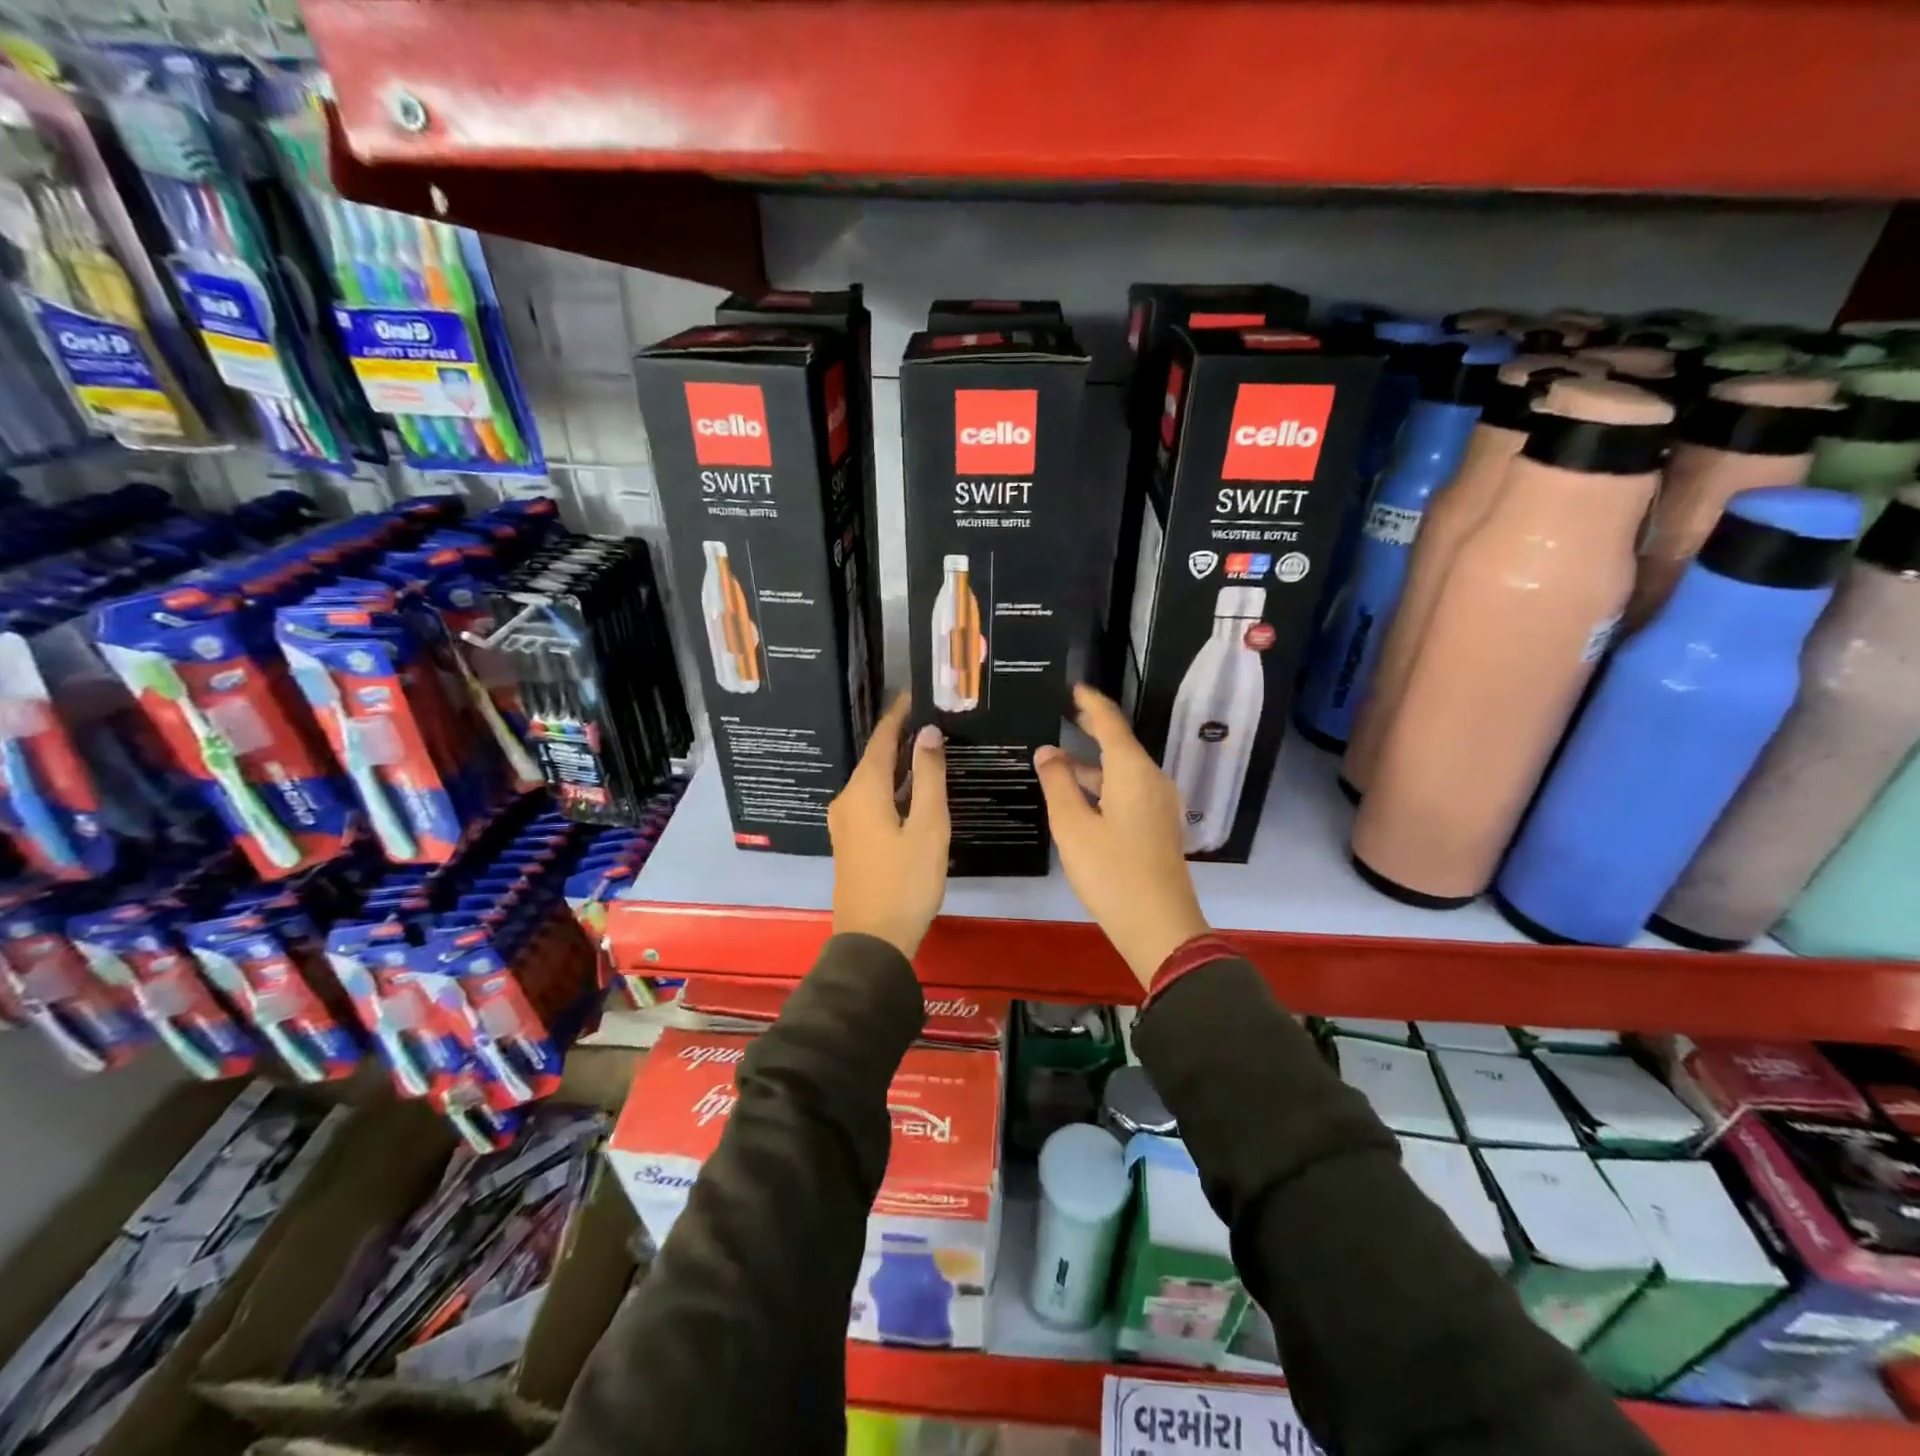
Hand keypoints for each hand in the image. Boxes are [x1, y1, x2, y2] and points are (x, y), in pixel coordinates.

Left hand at [828, 695, 948, 957]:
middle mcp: (847, 800)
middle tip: (933, 720)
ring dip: (898, 765)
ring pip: (873, 782)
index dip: (898, 716)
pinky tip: (913, 791)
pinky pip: (871, 801)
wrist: (872, 941)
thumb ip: (928, 777)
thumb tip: (928, 734)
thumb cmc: (905, 882)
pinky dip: (892, 789)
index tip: (915, 694)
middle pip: (875, 759)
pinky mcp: (851, 841)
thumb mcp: (928, 827)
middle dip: (901, 738)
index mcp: (863, 791)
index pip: (881, 740)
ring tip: (929, 749)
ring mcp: (845, 823)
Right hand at [1036, 684, 1210, 987]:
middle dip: (1092, 729)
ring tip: (1057, 762)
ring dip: (1092, 765)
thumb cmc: (1111, 872)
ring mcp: (1160, 804)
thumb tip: (1047, 752)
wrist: (1160, 926)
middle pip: (1120, 745)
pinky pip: (1129, 790)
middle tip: (1065, 714)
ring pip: (1123, 771)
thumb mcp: (1073, 827)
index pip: (1110, 723)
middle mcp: (1152, 780)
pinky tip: (1081, 797)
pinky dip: (1104, 785)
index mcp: (1133, 772)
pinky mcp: (1159, 825)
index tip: (1074, 687)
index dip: (1091, 703)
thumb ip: (1058, 784)